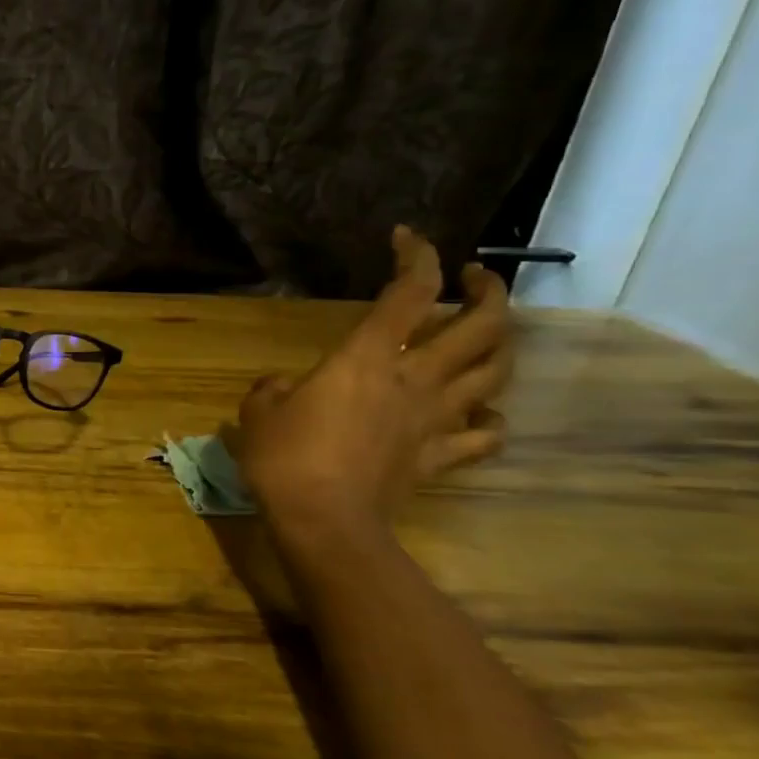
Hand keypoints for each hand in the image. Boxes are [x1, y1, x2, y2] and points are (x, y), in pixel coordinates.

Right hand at [237, 227, 512, 532]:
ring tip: (486, 336)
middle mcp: (414, 379)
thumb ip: (271, 389)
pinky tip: (481, 414)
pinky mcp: (439, 456)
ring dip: (500, 346)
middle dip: (488, 291)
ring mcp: (435, 419)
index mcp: (367, 358)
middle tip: (473, 278)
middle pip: (482, 325)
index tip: (407, 238)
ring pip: (495, 373)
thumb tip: (282, 385)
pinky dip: (490, 420)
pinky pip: (485, 436)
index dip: (416, 255)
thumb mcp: (258, 413)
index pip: (408, 291)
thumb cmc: (285, 458)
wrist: (324, 521)